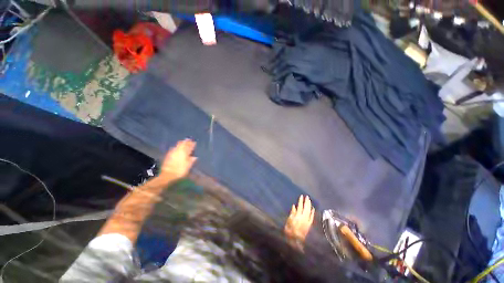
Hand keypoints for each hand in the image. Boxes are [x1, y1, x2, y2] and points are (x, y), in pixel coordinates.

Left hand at [160, 139, 196, 180]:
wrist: (167, 175)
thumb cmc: (180, 171)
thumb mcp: (188, 167)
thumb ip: (191, 161)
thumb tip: (195, 157)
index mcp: (184, 154)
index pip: (189, 148)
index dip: (192, 145)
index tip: (194, 142)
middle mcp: (178, 152)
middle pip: (183, 145)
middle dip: (186, 142)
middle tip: (189, 139)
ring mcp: (172, 153)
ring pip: (177, 146)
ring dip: (181, 143)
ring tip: (183, 141)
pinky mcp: (168, 156)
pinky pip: (172, 149)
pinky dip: (174, 147)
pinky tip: (174, 147)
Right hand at [284, 195, 314, 249]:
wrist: (295, 242)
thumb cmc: (289, 231)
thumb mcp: (288, 221)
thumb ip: (292, 213)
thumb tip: (294, 206)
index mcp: (298, 216)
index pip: (300, 206)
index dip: (301, 201)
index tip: (301, 196)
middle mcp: (304, 218)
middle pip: (306, 208)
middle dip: (307, 202)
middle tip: (307, 196)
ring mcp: (307, 222)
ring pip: (310, 212)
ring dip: (310, 206)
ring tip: (310, 201)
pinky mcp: (309, 225)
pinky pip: (312, 218)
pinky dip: (312, 213)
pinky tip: (313, 209)